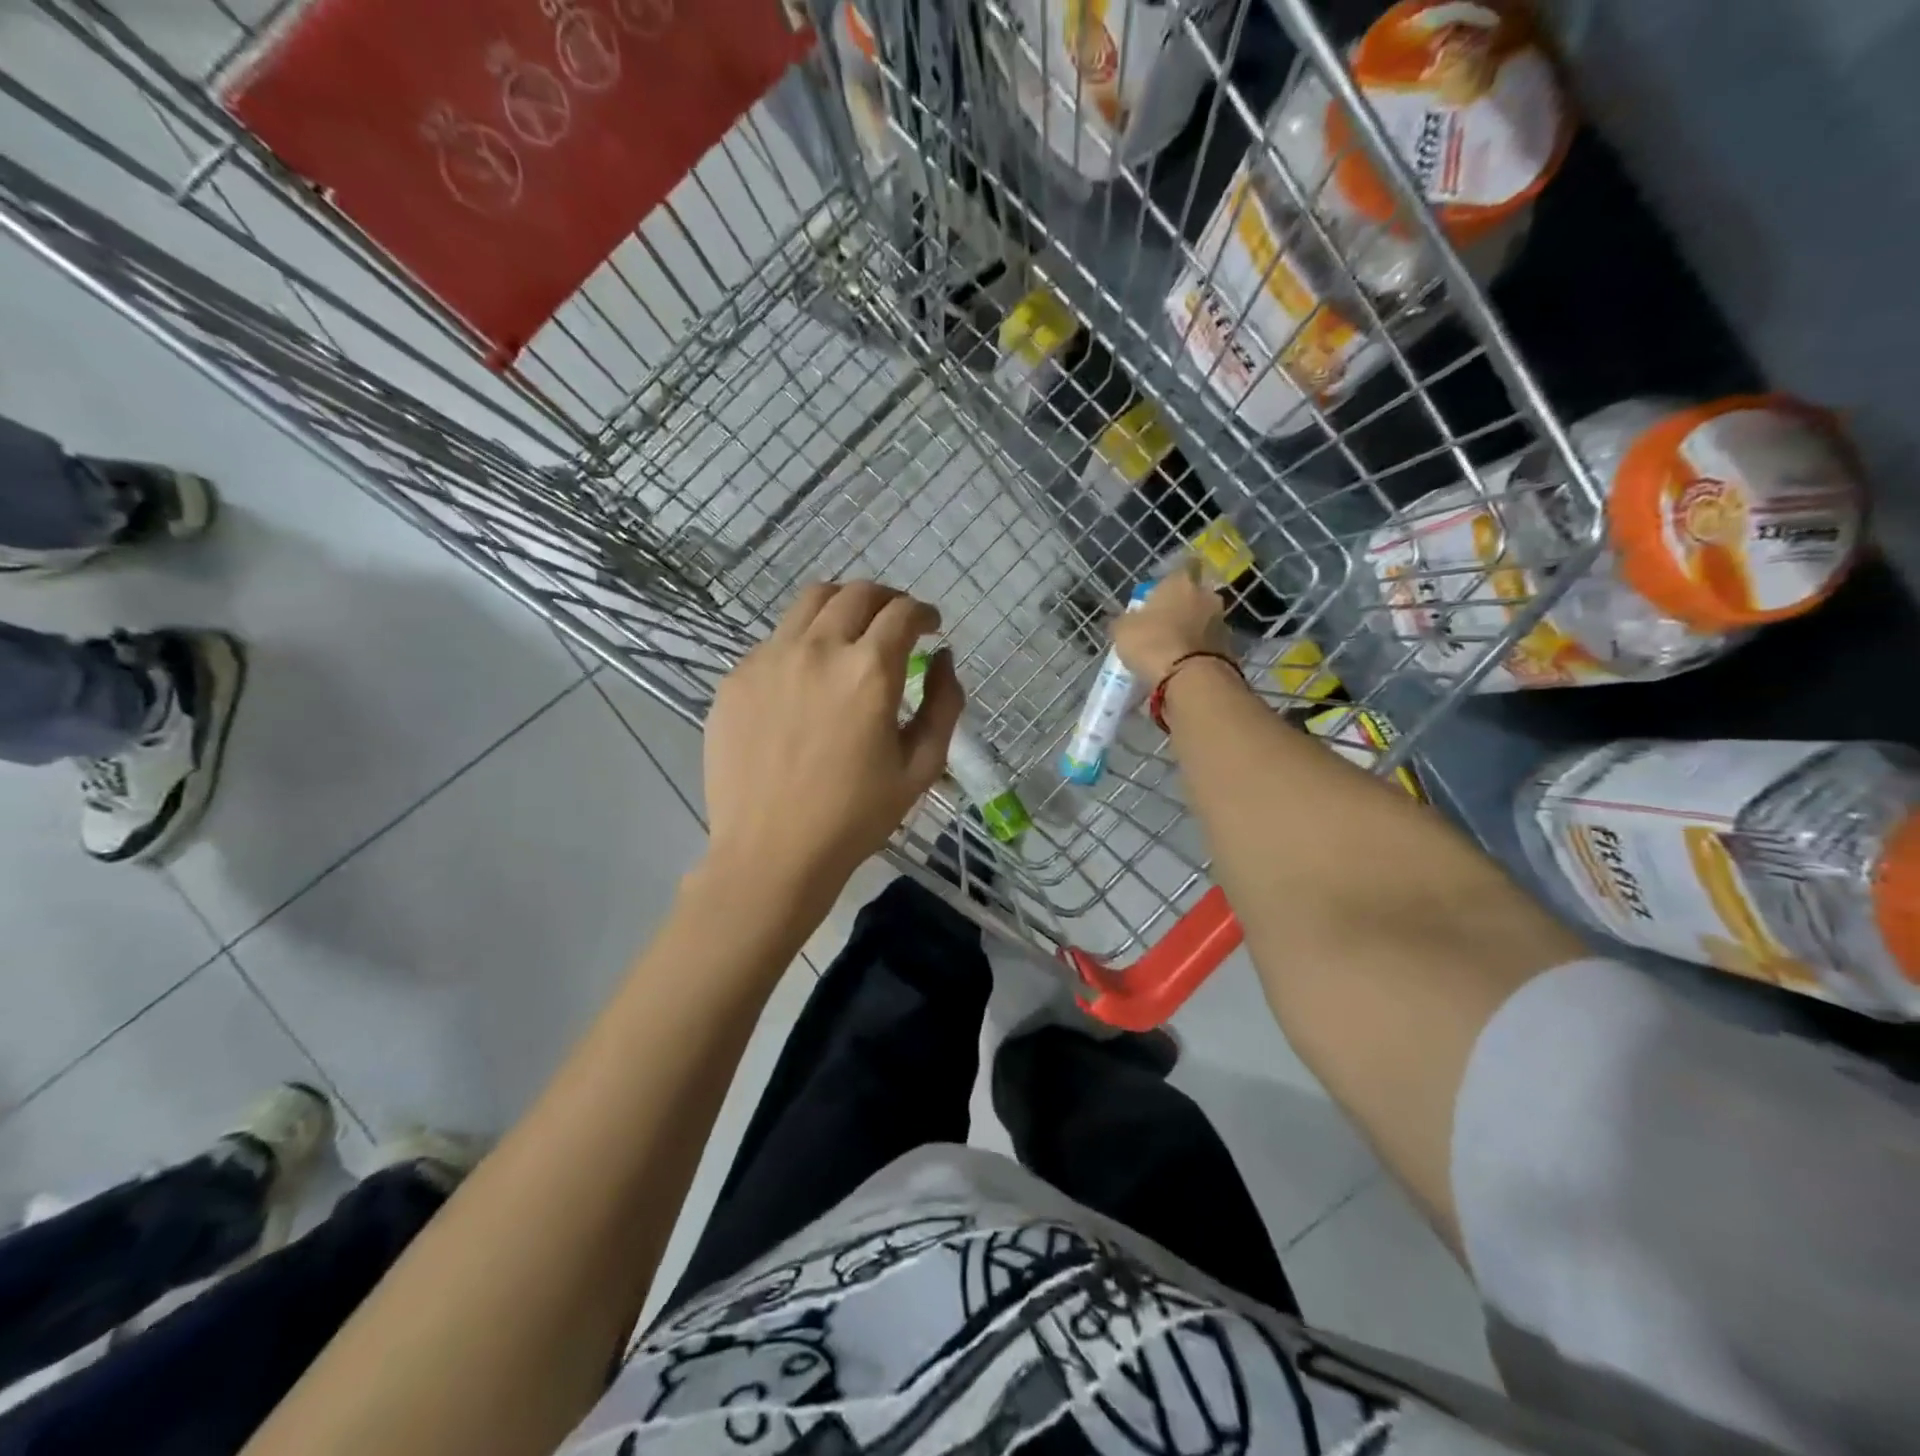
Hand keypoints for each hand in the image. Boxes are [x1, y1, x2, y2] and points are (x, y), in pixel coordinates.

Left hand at [702, 580, 963, 899]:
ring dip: (842, 606)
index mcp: (869, 671)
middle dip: (886, 599)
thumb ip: (944, 704)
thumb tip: (943, 658)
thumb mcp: (922, 767)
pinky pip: (776, 640)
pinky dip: (802, 642)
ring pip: (810, 602)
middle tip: (895, 622)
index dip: (923, 613)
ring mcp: (769, 659)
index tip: (930, 627)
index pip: (902, 613)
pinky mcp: (736, 678)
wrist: (771, 853)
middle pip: (856, 593)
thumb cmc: (855, 817)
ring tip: (851, 632)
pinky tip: (807, 677)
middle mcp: (818, 649)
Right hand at [1111, 558, 1231, 683]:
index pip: (1184, 566)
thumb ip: (1124, 620)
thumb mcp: (1123, 630)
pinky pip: (1209, 643)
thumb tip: (1122, 620)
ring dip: (1191, 629)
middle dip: (1182, 606)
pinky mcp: (1229, 648)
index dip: (1173, 579)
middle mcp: (1206, 596)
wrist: (1190, 678)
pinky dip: (1198, 650)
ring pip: (1203, 619)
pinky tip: (1182, 663)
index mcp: (1181, 582)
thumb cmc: (1152, 642)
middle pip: (1195, 595)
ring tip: (1171, 648)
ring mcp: (1221, 622)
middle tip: (1163, 623)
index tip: (1160, 592)